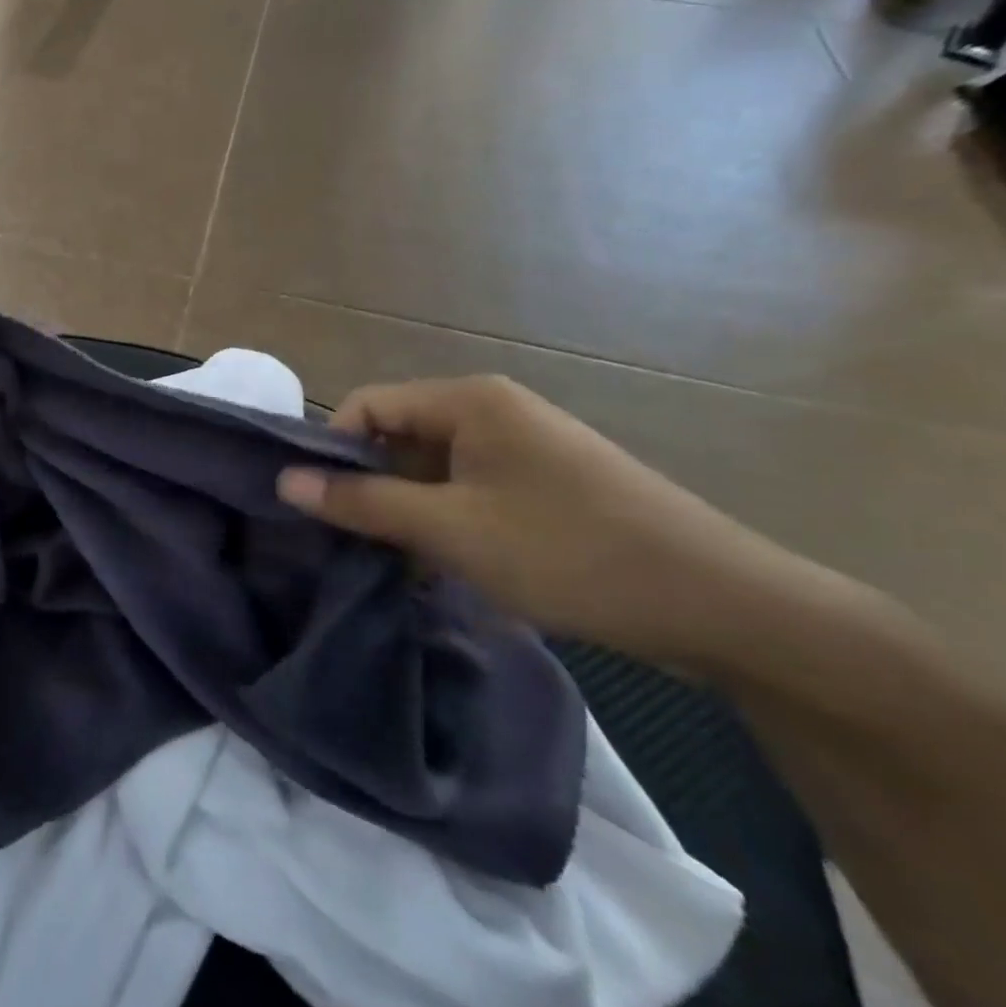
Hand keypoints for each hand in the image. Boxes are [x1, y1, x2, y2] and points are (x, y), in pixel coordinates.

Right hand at [277, 376, 789, 665]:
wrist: (721, 605)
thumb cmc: (570, 551)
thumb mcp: (451, 529)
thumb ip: (362, 502)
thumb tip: (284, 480)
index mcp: (469, 401)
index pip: (367, 406)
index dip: (332, 451)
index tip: (317, 507)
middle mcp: (492, 411)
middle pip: (398, 437)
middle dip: (369, 487)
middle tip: (351, 544)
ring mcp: (522, 448)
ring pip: (432, 470)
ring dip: (406, 512)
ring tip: (395, 565)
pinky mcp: (543, 485)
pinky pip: (468, 492)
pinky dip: (444, 524)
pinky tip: (442, 570)